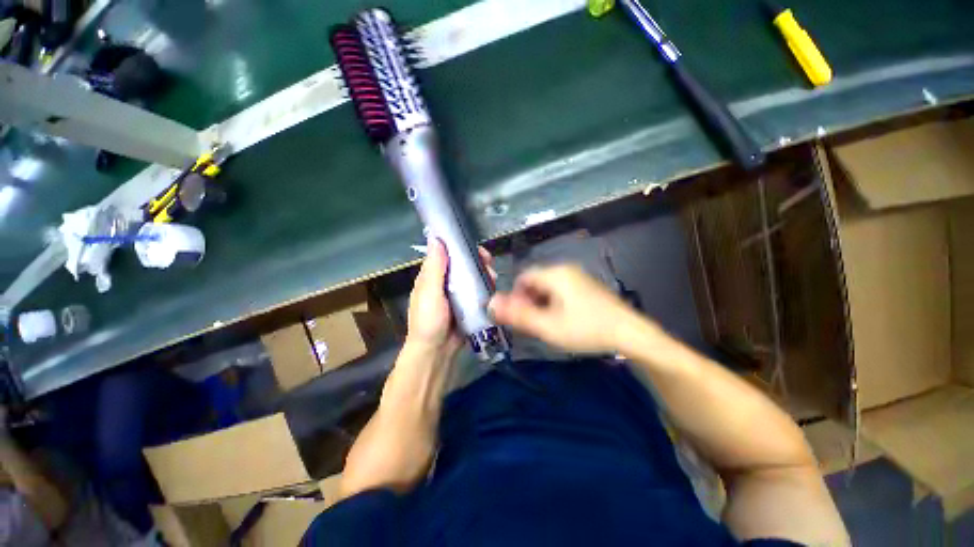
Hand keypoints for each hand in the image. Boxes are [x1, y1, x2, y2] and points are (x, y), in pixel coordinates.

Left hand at [406, 238, 494, 356]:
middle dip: (477, 261)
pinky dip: (486, 287)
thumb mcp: (429, 293)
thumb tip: (436, 239)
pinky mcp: (467, 305)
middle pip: (462, 265)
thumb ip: (434, 268)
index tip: (475, 247)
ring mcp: (457, 294)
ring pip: (472, 277)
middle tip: (489, 263)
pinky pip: (478, 291)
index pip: (446, 254)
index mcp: (431, 277)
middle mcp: (444, 283)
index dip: (460, 247)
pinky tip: (493, 288)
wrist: (436, 352)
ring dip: (483, 273)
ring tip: (493, 277)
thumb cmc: (429, 321)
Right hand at [489, 264, 645, 353]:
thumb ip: (517, 315)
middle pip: (534, 282)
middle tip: (533, 324)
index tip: (519, 317)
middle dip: (528, 302)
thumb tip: (490, 303)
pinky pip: (560, 290)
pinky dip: (553, 303)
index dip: (515, 297)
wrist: (630, 333)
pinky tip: (562, 320)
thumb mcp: (548, 326)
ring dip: (540, 303)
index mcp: (555, 273)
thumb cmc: (586, 329)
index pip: (522, 278)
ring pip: (547, 287)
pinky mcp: (586, 286)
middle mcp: (565, 269)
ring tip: (547, 324)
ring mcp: (578, 276)